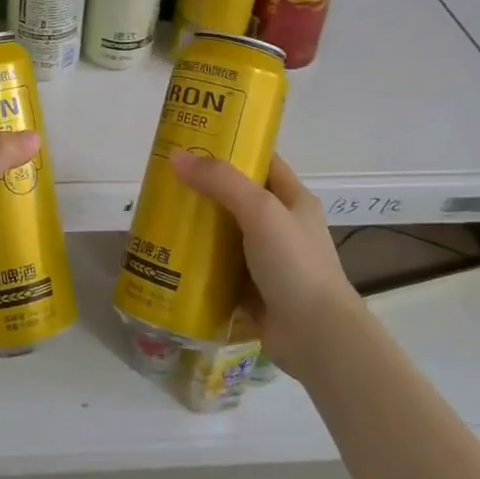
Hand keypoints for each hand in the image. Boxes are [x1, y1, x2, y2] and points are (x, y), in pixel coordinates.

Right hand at [168, 150, 356, 370]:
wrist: (317, 337)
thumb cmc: (294, 263)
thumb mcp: (260, 210)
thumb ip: (220, 181)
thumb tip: (176, 157)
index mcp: (294, 200)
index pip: (262, 162)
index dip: (233, 148)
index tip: (194, 141)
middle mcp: (283, 227)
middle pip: (238, 198)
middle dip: (205, 189)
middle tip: (167, 180)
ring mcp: (269, 261)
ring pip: (227, 235)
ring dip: (199, 228)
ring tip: (161, 216)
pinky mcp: (254, 292)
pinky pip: (221, 270)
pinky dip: (200, 265)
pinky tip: (171, 258)